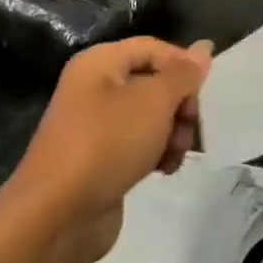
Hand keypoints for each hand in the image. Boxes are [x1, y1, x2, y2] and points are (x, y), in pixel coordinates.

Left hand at [15, 37, 211, 262]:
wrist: (58, 215)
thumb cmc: (108, 143)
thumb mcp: (154, 101)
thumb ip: (183, 73)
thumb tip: (204, 46)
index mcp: (100, 63)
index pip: (154, 48)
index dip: (183, 66)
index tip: (202, 94)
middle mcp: (95, 87)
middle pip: (155, 82)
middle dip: (180, 104)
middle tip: (189, 128)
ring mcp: (96, 125)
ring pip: (151, 116)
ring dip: (172, 132)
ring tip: (174, 155)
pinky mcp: (101, 158)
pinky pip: (139, 143)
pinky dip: (157, 153)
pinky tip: (164, 169)